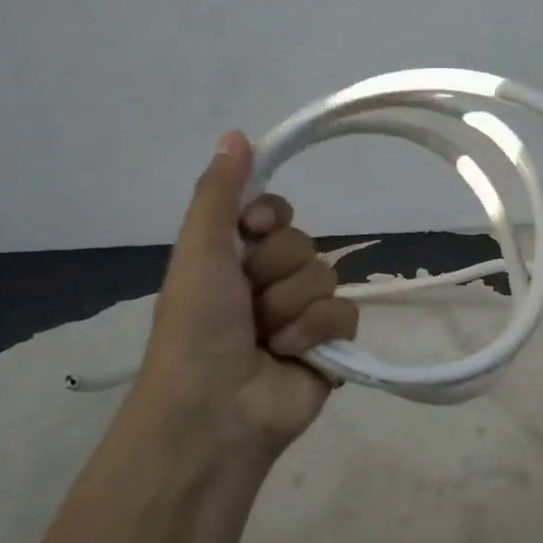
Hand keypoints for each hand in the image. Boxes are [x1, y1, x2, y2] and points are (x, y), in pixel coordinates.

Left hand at [129, 131, 357, 461]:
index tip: (252, 229)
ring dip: (291, 307)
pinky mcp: (329, 346)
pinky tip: (293, 354)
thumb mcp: (199, 251)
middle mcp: (266, 283)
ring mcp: (300, 316)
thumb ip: (220, 193)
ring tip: (266, 338)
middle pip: (301, 243)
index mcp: (232, 260)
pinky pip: (345, 314)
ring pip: (324, 277)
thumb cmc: (197, 328)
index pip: (273, 212)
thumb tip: (236, 133)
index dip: (268, 217)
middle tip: (247, 303)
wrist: (216, 410)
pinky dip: (317, 332)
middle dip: (275, 272)